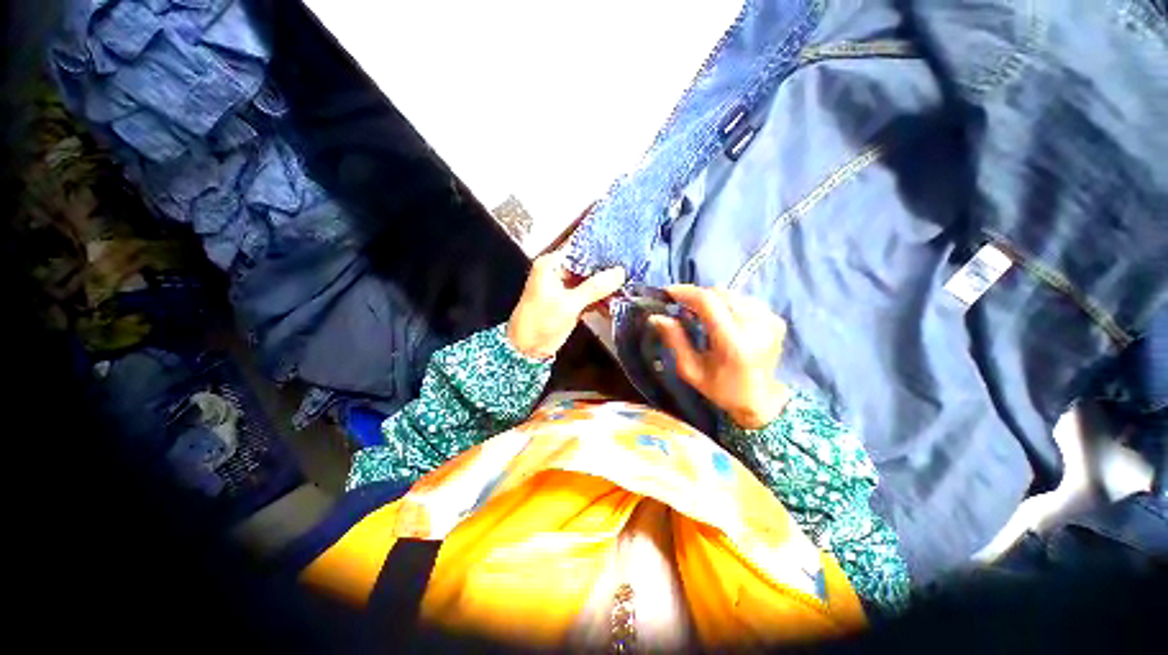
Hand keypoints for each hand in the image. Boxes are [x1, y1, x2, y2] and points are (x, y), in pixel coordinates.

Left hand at [507, 252, 625, 359]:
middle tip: (631, 270)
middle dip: (607, 271)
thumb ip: (595, 287)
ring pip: (590, 281)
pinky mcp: (571, 301)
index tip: (623, 251)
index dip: (601, 250)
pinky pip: (589, 295)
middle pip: (587, 266)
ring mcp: (565, 287)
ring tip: (628, 287)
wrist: (527, 349)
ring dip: (606, 287)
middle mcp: (558, 271)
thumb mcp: (569, 304)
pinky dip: (601, 299)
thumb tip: (620, 272)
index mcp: (551, 264)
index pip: (580, 249)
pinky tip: (616, 303)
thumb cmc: (541, 321)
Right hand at [649, 285, 789, 428]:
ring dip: (711, 299)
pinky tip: (720, 318)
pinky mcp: (776, 319)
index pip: (708, 302)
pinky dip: (726, 304)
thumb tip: (657, 316)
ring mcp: (770, 321)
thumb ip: (674, 340)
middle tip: (681, 306)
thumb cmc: (721, 389)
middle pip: (720, 293)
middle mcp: (756, 326)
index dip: (686, 293)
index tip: (668, 293)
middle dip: (696, 296)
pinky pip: (743, 300)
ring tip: (699, 313)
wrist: (760, 401)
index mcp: (734, 343)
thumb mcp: (690, 370)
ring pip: (731, 294)